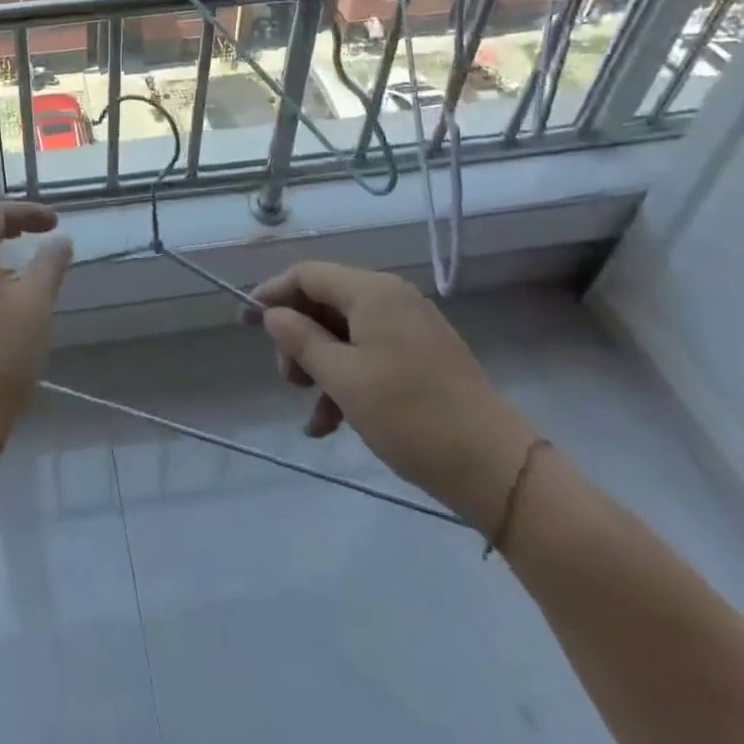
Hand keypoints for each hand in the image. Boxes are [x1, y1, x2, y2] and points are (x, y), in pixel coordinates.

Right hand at [246, 261, 542, 528]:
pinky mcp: (425, 356)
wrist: (498, 469)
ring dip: (321, 366)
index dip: (273, 294)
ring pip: (347, 333)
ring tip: (311, 411)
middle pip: (326, 302)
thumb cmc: (410, 415)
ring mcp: (412, 327)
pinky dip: (349, 379)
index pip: (307, 274)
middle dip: (298, 338)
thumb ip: (301, 340)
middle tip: (287, 379)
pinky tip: (332, 423)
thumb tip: (273, 315)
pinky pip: (372, 353)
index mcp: (372, 292)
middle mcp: (392, 298)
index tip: (245, 321)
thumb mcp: (343, 378)